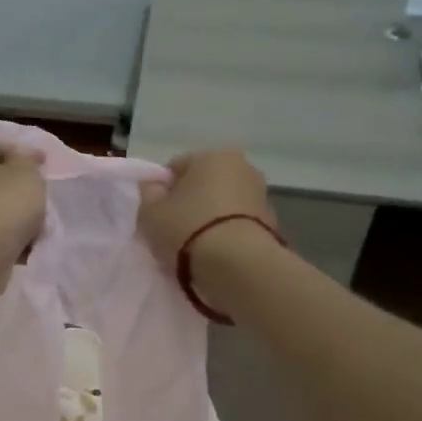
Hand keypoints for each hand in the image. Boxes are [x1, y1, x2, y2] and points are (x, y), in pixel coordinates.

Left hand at [0, 142, 46, 283]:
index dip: (23, 152)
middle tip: (41, 196)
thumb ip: (26, 159)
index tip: (45, 164)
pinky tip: (26, 245)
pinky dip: (8, 237)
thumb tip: (18, 159)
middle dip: (20, 188)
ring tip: (38, 225)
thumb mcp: (26, 171)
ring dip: (16, 216)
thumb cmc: (2, 202)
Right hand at [136, 151, 280, 303]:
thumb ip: (149, 193)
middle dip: (190, 202)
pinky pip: (238, 224)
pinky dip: (228, 233)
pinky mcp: (273, 222)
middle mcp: (242, 166)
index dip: (162, 191)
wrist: (238, 265)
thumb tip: (155, 187)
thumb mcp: (150, 212)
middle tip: (175, 230)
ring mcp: (261, 194)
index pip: (176, 167)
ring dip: (211, 218)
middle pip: (204, 183)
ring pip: (223, 203)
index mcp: (211, 155)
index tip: (157, 214)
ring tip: (197, 246)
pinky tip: (217, 253)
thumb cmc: (188, 229)